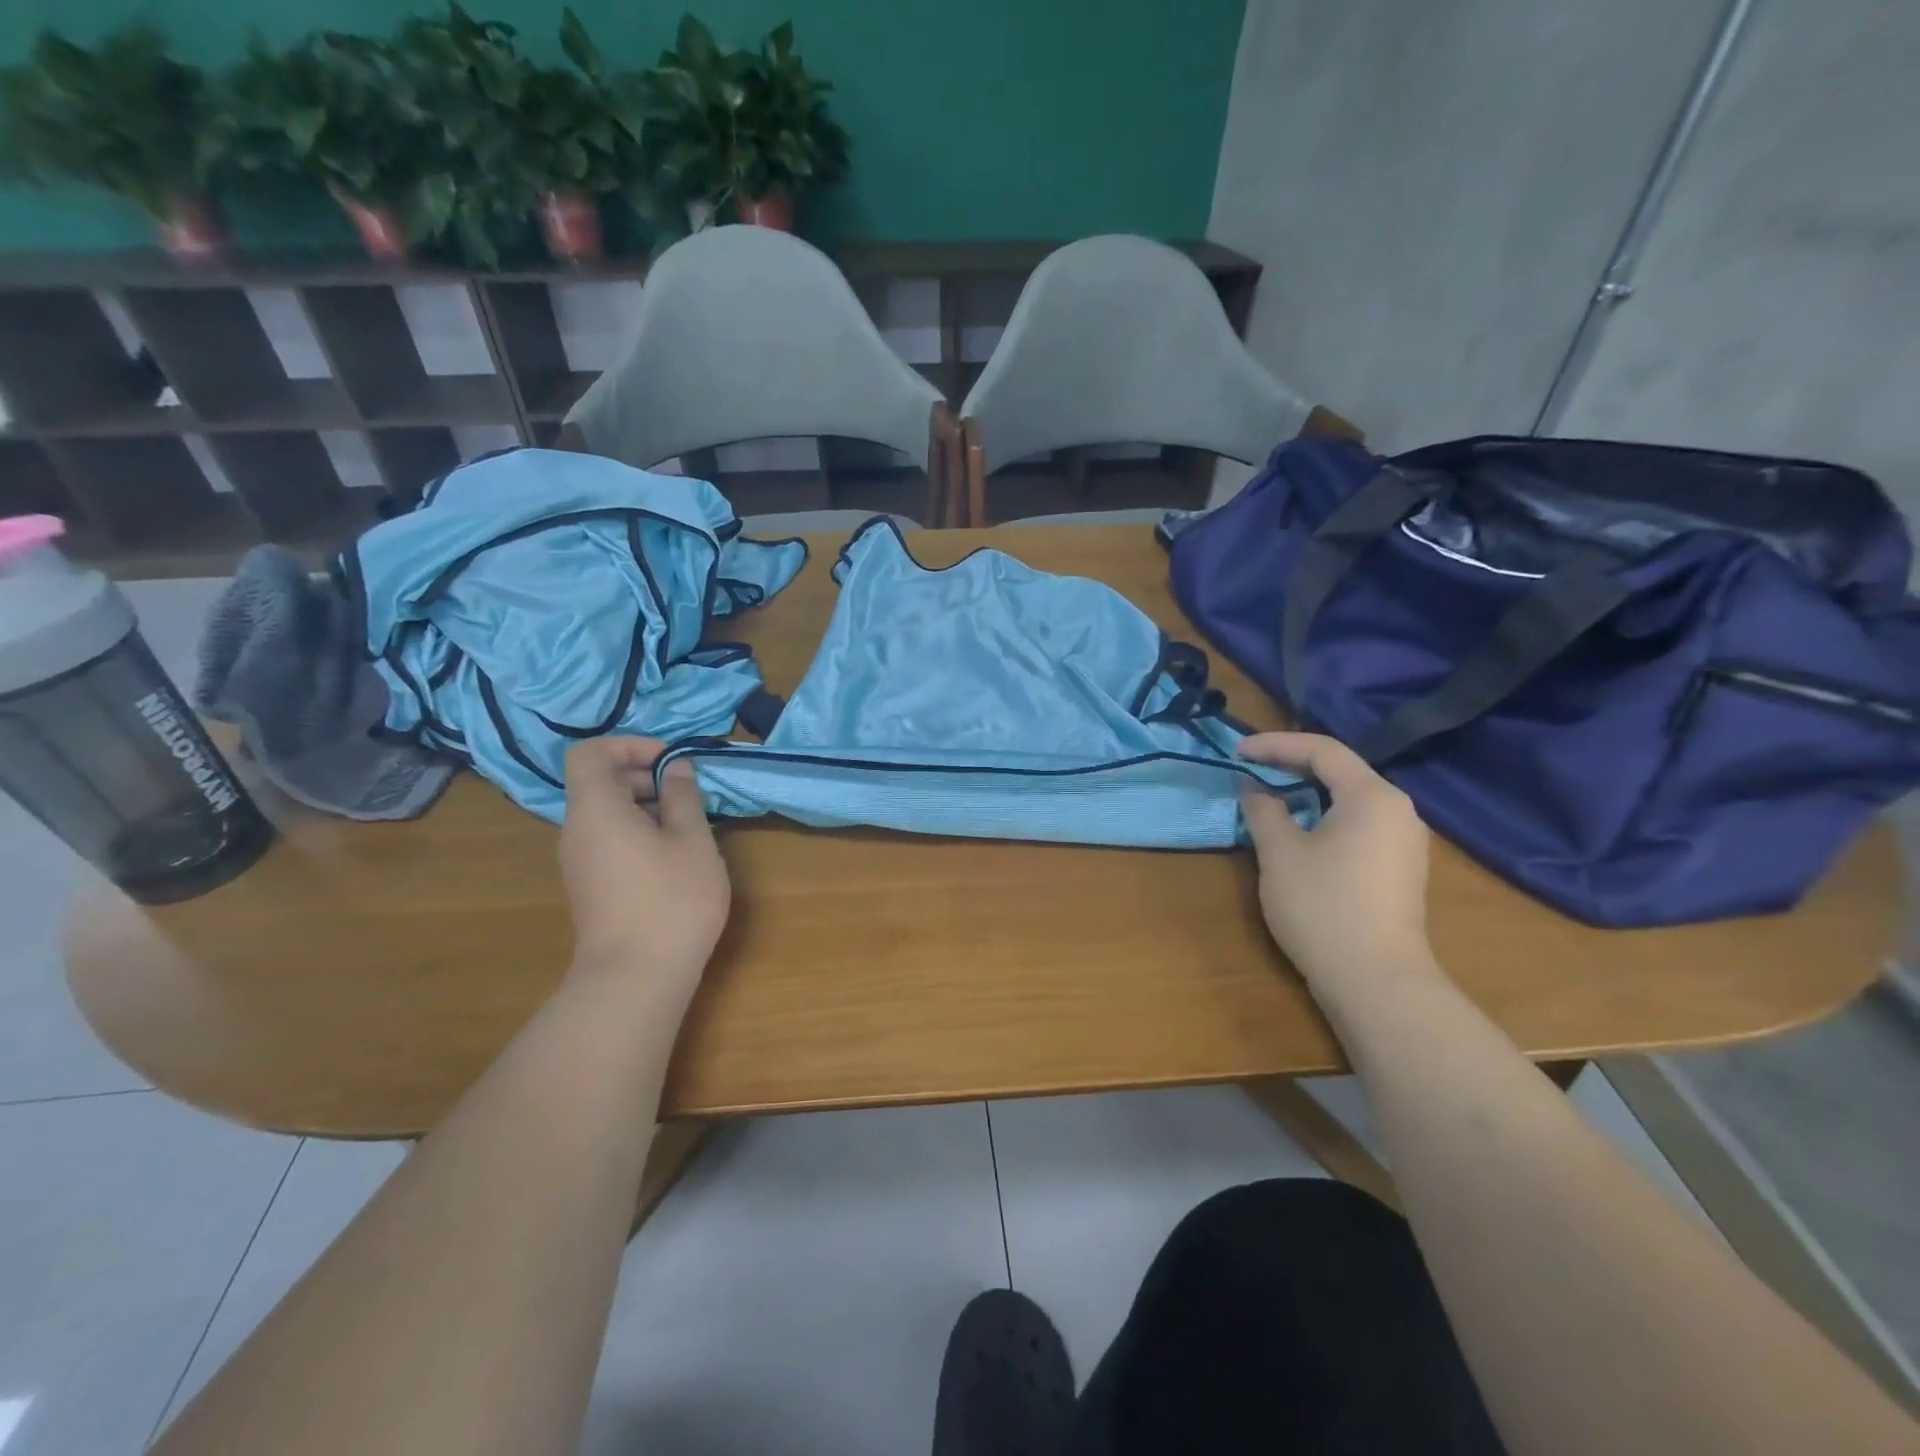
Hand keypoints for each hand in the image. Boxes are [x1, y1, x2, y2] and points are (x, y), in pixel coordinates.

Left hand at [559, 737, 730, 986]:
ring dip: (646, 807)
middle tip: (688, 795)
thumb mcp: (692, 840)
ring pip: (606, 814)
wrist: (635, 978)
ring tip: (688, 828)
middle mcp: (577, 831)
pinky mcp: (589, 887)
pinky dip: (637, 833)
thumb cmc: (671, 900)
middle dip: (644, 776)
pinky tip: (673, 858)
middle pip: (599, 783)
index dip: (629, 745)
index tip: (670, 761)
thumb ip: (683, 796)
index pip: (590, 753)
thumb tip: (676, 768)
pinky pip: (608, 840)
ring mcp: (578, 862)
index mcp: (596, 809)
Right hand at [1238, 733, 1434, 990]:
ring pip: (1351, 799)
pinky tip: (1301, 832)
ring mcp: (1405, 841)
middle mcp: (1398, 810)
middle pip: (1341, 770)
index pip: (1322, 750)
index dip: (1275, 744)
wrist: (1376, 981)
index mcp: (1372, 796)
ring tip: (1270, 797)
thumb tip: (1252, 786)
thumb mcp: (1280, 853)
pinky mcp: (1401, 869)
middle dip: (1292, 765)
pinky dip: (1326, 816)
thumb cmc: (1323, 907)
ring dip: (1308, 792)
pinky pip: (1360, 824)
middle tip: (1251, 770)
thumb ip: (1263, 810)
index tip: (1237, 751)